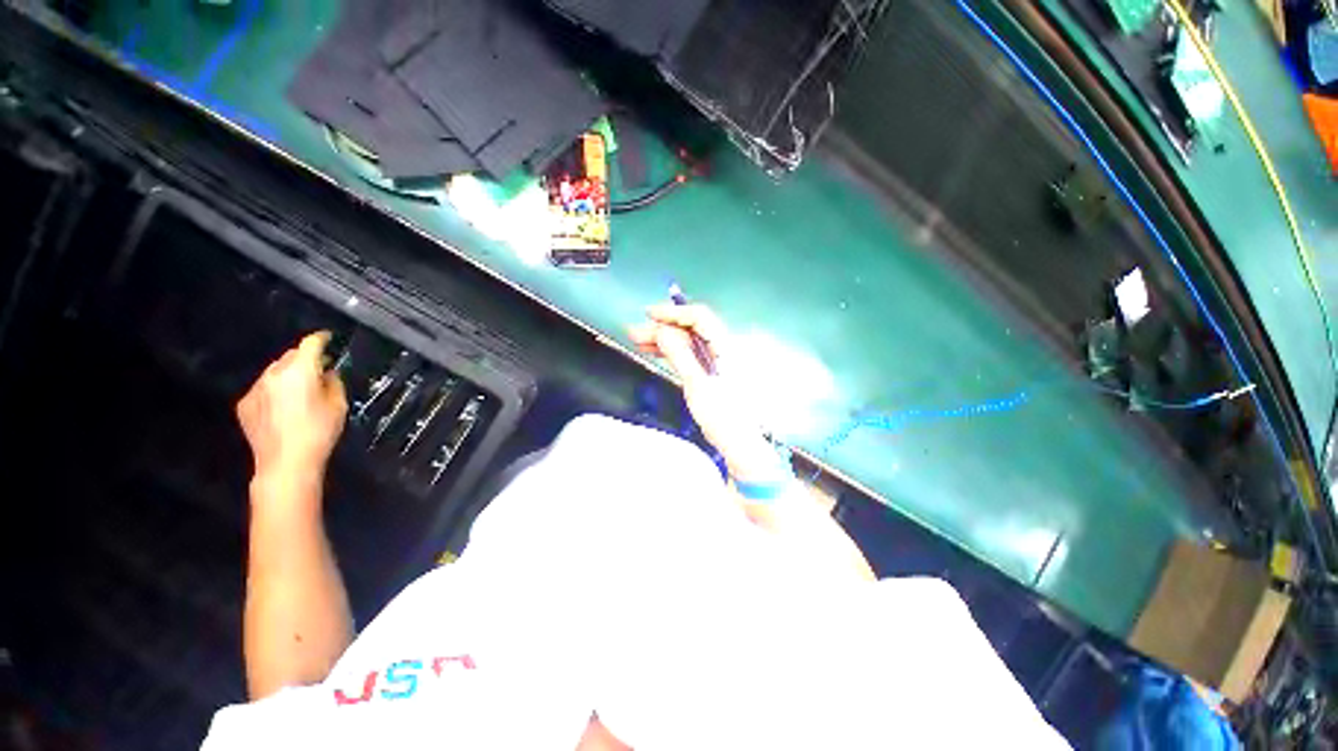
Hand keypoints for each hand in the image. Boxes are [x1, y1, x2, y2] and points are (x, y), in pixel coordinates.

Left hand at [237, 332, 347, 483]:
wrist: (285, 463)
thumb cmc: (319, 432)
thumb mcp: (339, 405)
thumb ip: (333, 383)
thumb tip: (327, 373)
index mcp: (299, 371)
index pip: (310, 344)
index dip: (321, 339)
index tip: (328, 338)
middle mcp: (273, 375)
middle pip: (290, 356)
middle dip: (304, 359)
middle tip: (319, 369)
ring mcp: (255, 389)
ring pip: (275, 373)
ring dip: (288, 375)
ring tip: (301, 390)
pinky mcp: (245, 404)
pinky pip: (263, 389)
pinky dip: (275, 391)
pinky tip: (284, 407)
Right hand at [629, 304, 785, 483]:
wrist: (739, 444)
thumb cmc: (722, 416)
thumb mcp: (697, 385)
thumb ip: (680, 355)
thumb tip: (662, 330)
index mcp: (726, 346)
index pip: (700, 317)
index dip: (674, 313)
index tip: (650, 315)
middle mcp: (722, 348)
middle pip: (691, 329)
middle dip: (663, 328)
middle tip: (635, 332)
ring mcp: (716, 359)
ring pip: (687, 341)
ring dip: (663, 339)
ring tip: (637, 341)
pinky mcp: (710, 371)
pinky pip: (689, 353)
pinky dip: (671, 351)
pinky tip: (653, 351)